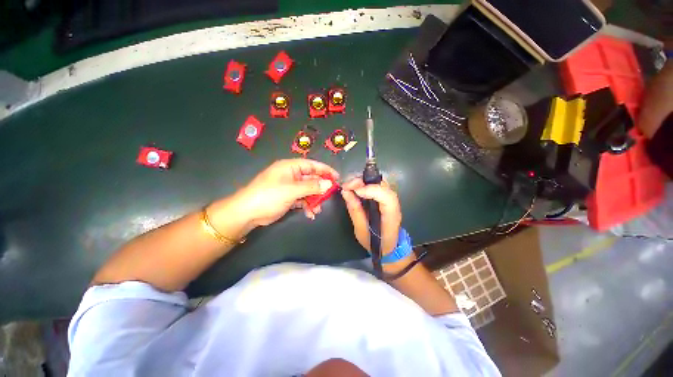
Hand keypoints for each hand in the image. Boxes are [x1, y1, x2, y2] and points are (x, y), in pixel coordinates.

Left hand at [218, 159, 338, 229]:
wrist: (248, 213)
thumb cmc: (269, 195)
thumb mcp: (292, 190)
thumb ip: (312, 186)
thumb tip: (329, 184)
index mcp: (290, 167)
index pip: (312, 165)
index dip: (325, 170)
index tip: (337, 177)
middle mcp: (291, 175)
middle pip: (311, 179)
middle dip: (320, 188)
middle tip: (330, 196)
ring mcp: (290, 187)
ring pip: (308, 190)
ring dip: (314, 199)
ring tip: (318, 209)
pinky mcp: (288, 198)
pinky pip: (302, 199)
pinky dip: (307, 206)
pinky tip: (310, 214)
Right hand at [341, 178, 401, 255]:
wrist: (388, 247)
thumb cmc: (374, 243)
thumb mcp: (361, 230)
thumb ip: (355, 211)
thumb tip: (345, 192)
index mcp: (391, 217)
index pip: (387, 198)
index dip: (372, 190)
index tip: (355, 191)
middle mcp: (394, 206)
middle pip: (383, 186)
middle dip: (364, 182)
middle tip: (347, 185)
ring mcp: (392, 201)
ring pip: (381, 184)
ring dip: (364, 182)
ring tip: (350, 186)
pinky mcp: (387, 199)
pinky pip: (378, 186)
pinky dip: (366, 184)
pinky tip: (357, 188)